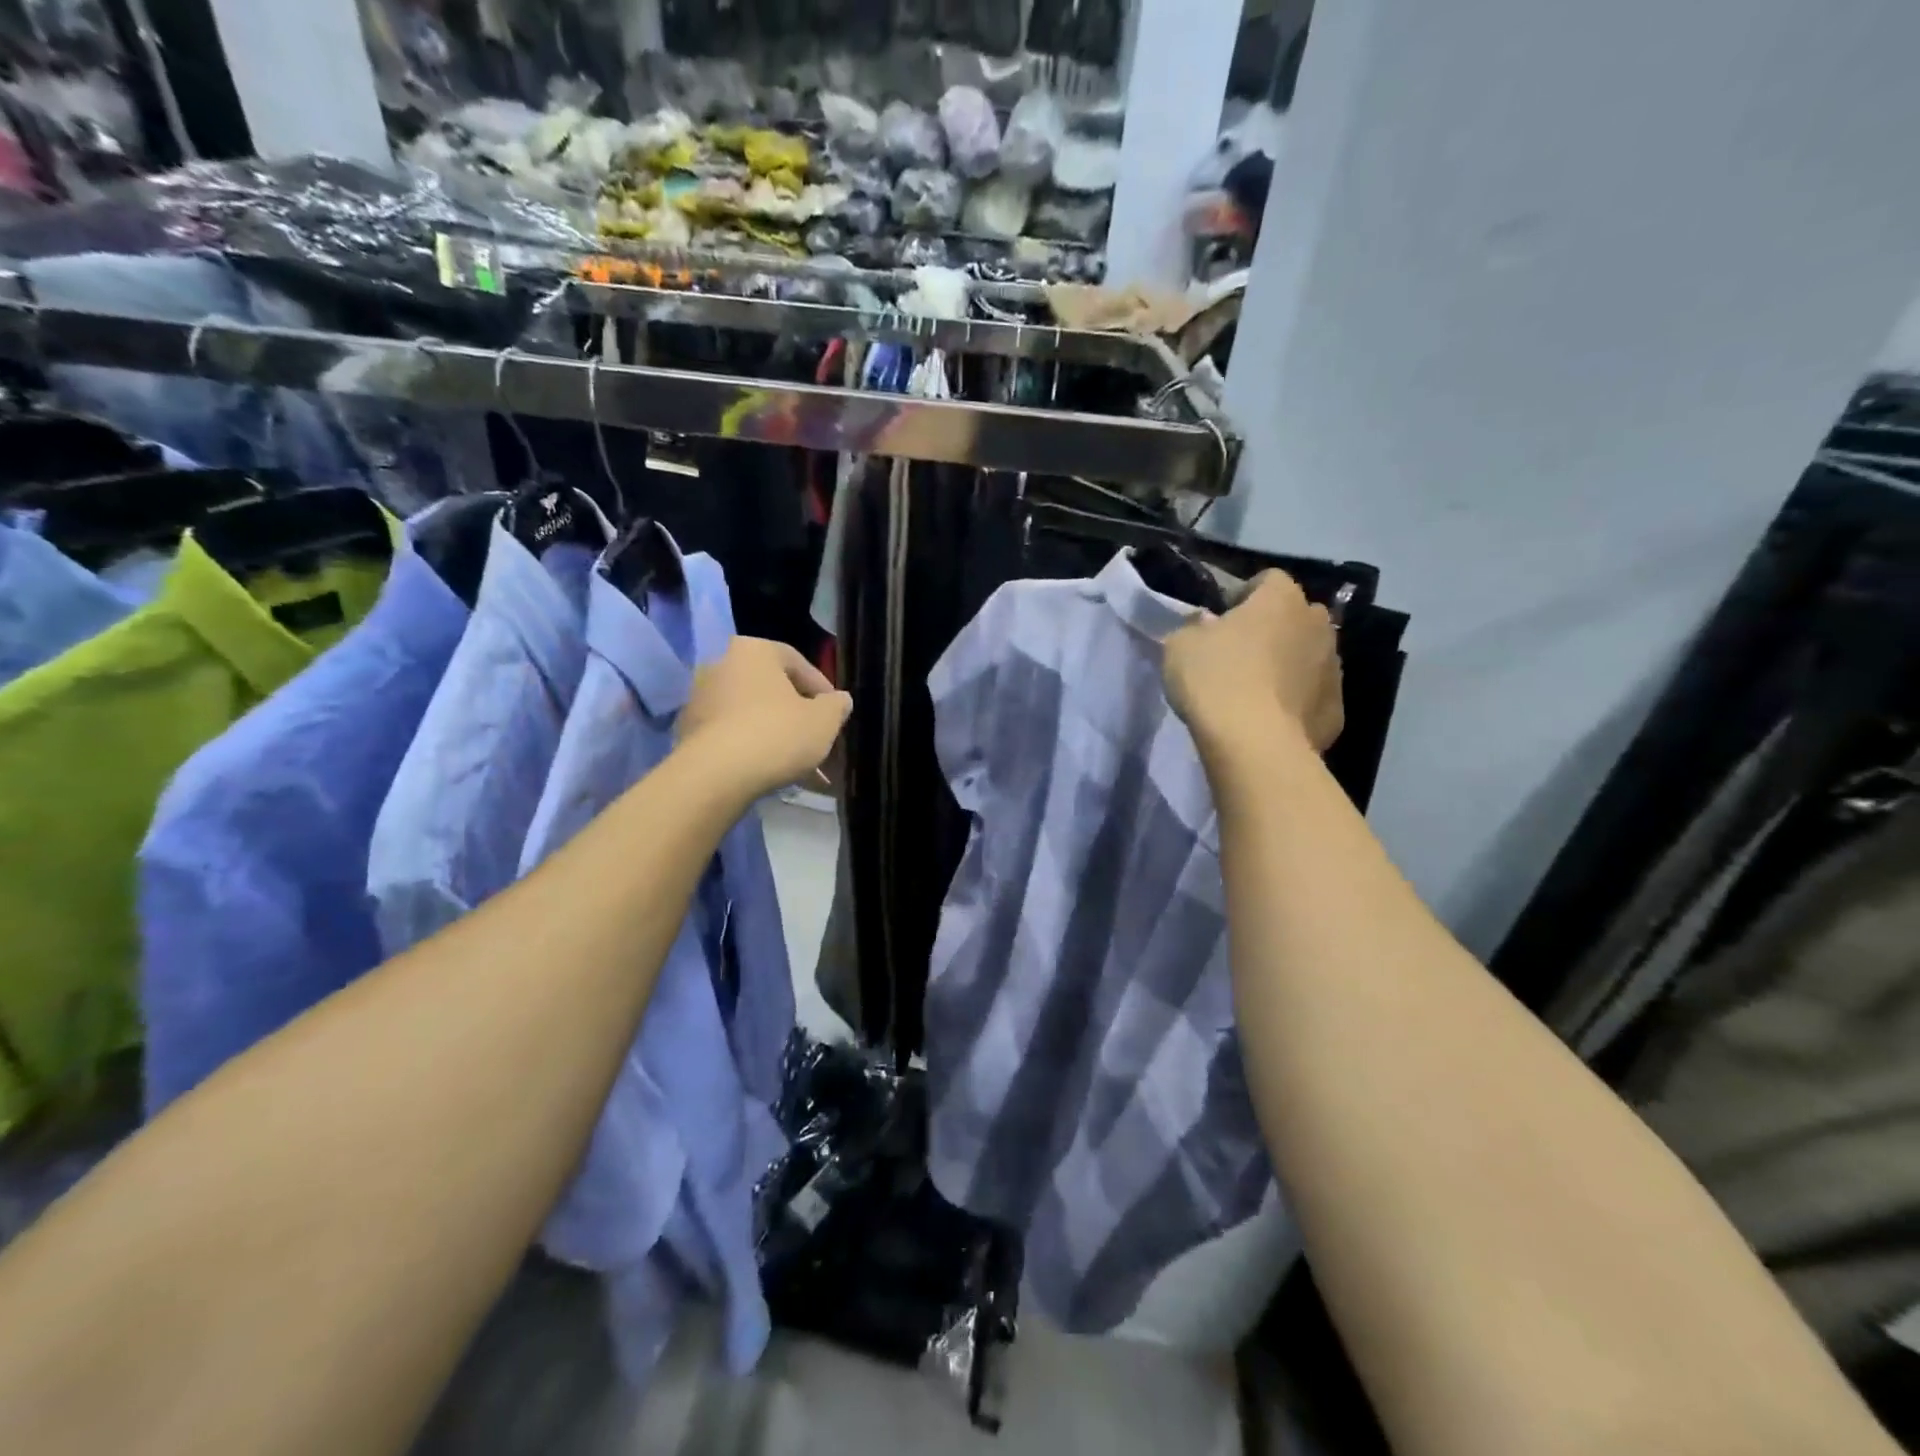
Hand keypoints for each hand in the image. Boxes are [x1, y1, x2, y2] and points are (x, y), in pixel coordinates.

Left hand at [677, 638, 852, 799]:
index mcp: (754, 650)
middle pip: (771, 689)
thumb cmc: (777, 734)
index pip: (797, 663)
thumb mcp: (824, 721)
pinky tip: (769, 771)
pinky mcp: (688, 730)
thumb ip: (837, 706)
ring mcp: (699, 698)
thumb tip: (839, 700)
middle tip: (815, 738)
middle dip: (796, 714)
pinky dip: (751, 747)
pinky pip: (731, 734)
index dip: (822, 691)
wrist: (716, 775)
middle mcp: (720, 665)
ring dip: (774, 733)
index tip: (834, 715)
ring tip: (796, 763)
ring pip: (751, 714)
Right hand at [1163, 571, 1343, 756]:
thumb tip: (1207, 627)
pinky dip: (1295, 702)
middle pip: (1295, 616)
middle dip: (1272, 629)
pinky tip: (1270, 720)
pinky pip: (1312, 696)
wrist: (1255, 744)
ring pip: (1308, 656)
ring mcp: (1334, 668)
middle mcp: (1318, 625)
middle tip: (1239, 654)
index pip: (1268, 579)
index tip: (1221, 620)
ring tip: (1255, 692)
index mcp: (1281, 598)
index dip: (1243, 596)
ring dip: (1287, 665)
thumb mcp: (1179, 645)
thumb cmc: (1215, 680)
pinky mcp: (1337, 709)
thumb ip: (1194, 627)